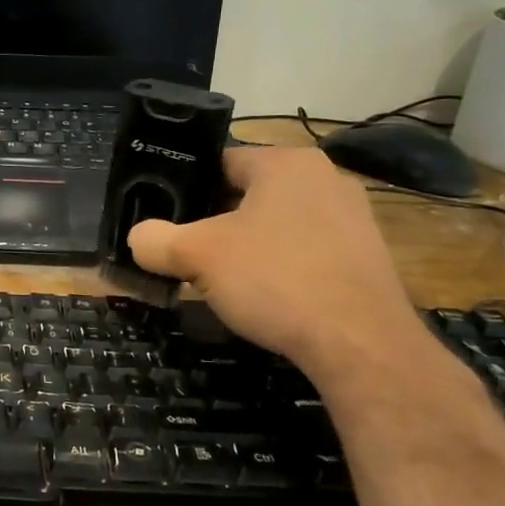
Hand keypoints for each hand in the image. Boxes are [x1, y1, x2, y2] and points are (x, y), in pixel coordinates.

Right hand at [126, 145, 423, 375]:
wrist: (361, 344)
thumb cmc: (275, 280)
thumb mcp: (197, 257)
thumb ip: (157, 240)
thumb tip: (138, 238)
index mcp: (285, 163)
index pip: (220, 161)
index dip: (186, 189)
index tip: (165, 219)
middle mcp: (325, 178)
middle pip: (249, 194)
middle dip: (216, 222)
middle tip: (188, 253)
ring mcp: (354, 218)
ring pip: (278, 225)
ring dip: (248, 247)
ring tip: (224, 280)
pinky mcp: (367, 258)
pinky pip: (308, 252)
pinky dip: (282, 269)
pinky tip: (268, 299)